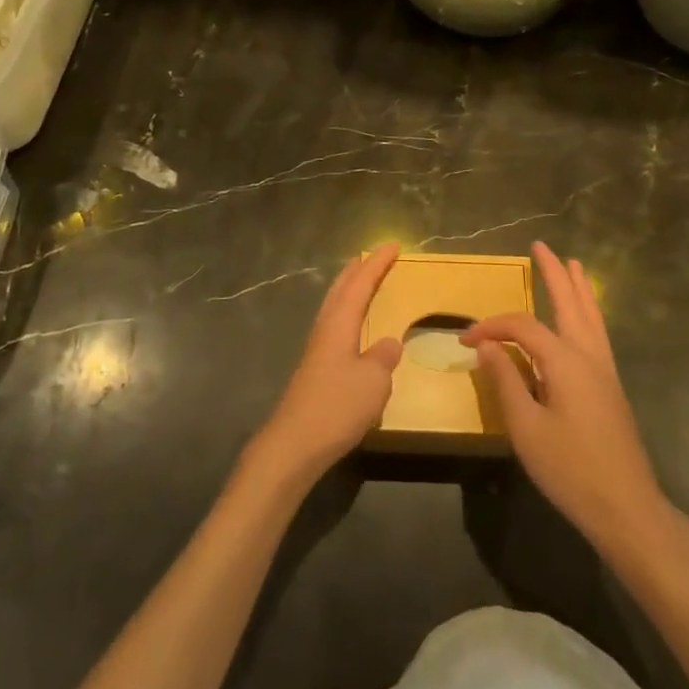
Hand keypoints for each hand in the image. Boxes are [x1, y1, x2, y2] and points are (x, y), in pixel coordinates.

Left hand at [249, 245, 402, 486]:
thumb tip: (389, 343)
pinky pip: (334, 328)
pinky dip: (346, 315)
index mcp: (339, 324)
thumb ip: (383, 357)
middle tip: (371, 256)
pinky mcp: (315, 371)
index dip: (377, 264)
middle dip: (357, 271)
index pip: (360, 284)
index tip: (393, 245)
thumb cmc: (336, 406)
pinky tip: (352, 330)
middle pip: (340, 290)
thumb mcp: (373, 381)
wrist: (295, 444)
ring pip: (334, 307)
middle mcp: (325, 330)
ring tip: (361, 283)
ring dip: (348, 290)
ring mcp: (317, 350)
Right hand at [462, 242, 668, 555]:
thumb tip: (488, 346)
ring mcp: (605, 371)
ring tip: (572, 264)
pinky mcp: (611, 387)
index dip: (492, 327)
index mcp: (566, 362)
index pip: (522, 327)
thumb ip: (506, 381)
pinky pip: (598, 333)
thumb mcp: (526, 429)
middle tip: (541, 246)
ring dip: (578, 288)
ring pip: (591, 316)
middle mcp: (589, 356)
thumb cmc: (571, 470)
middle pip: (570, 303)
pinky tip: (584, 316)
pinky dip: (589, 312)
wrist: (627, 509)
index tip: (465, 341)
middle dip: (554, 274)